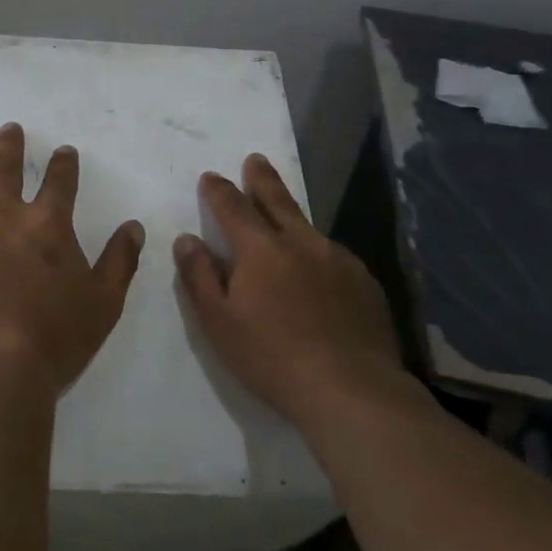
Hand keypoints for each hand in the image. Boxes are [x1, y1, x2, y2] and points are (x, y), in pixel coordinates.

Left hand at [0, 124, 145, 395]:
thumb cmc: (57, 336)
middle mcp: (0, 218)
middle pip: (1, 167)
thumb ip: (120, 260)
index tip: (64, 151)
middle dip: (8, 145)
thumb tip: (133, 228)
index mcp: (45, 224)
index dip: (63, 163)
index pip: (59, 179)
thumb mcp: (104, 302)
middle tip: (10, 131)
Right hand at [174, 153, 409, 428]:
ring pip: (308, 228)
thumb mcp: (218, 322)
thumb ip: (199, 276)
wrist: (351, 390)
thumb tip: (187, 239)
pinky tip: (318, 273)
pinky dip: (318, 254)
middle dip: (262, 179)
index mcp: (261, 249)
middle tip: (255, 160)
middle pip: (277, 201)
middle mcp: (301, 243)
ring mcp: (338, 260)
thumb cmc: (272, 358)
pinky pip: (333, 256)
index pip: (233, 207)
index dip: (219, 190)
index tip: (211, 177)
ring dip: (291, 217)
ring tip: (284, 218)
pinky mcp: (364, 282)